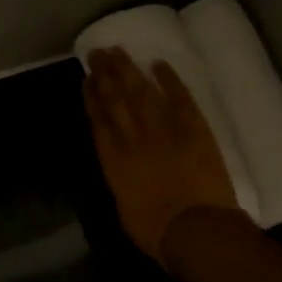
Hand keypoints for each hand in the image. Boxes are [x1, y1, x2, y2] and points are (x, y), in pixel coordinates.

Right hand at [83, 47, 239, 259]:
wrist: (195, 228)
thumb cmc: (155, 230)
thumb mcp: (124, 208)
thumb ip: (121, 182)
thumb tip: (122, 171)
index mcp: (113, 159)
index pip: (98, 120)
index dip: (91, 97)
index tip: (86, 79)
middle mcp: (133, 137)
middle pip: (116, 99)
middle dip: (105, 74)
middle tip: (97, 52)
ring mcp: (164, 129)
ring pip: (142, 91)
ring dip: (128, 69)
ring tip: (118, 51)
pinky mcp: (194, 128)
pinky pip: (179, 97)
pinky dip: (169, 80)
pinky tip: (158, 64)